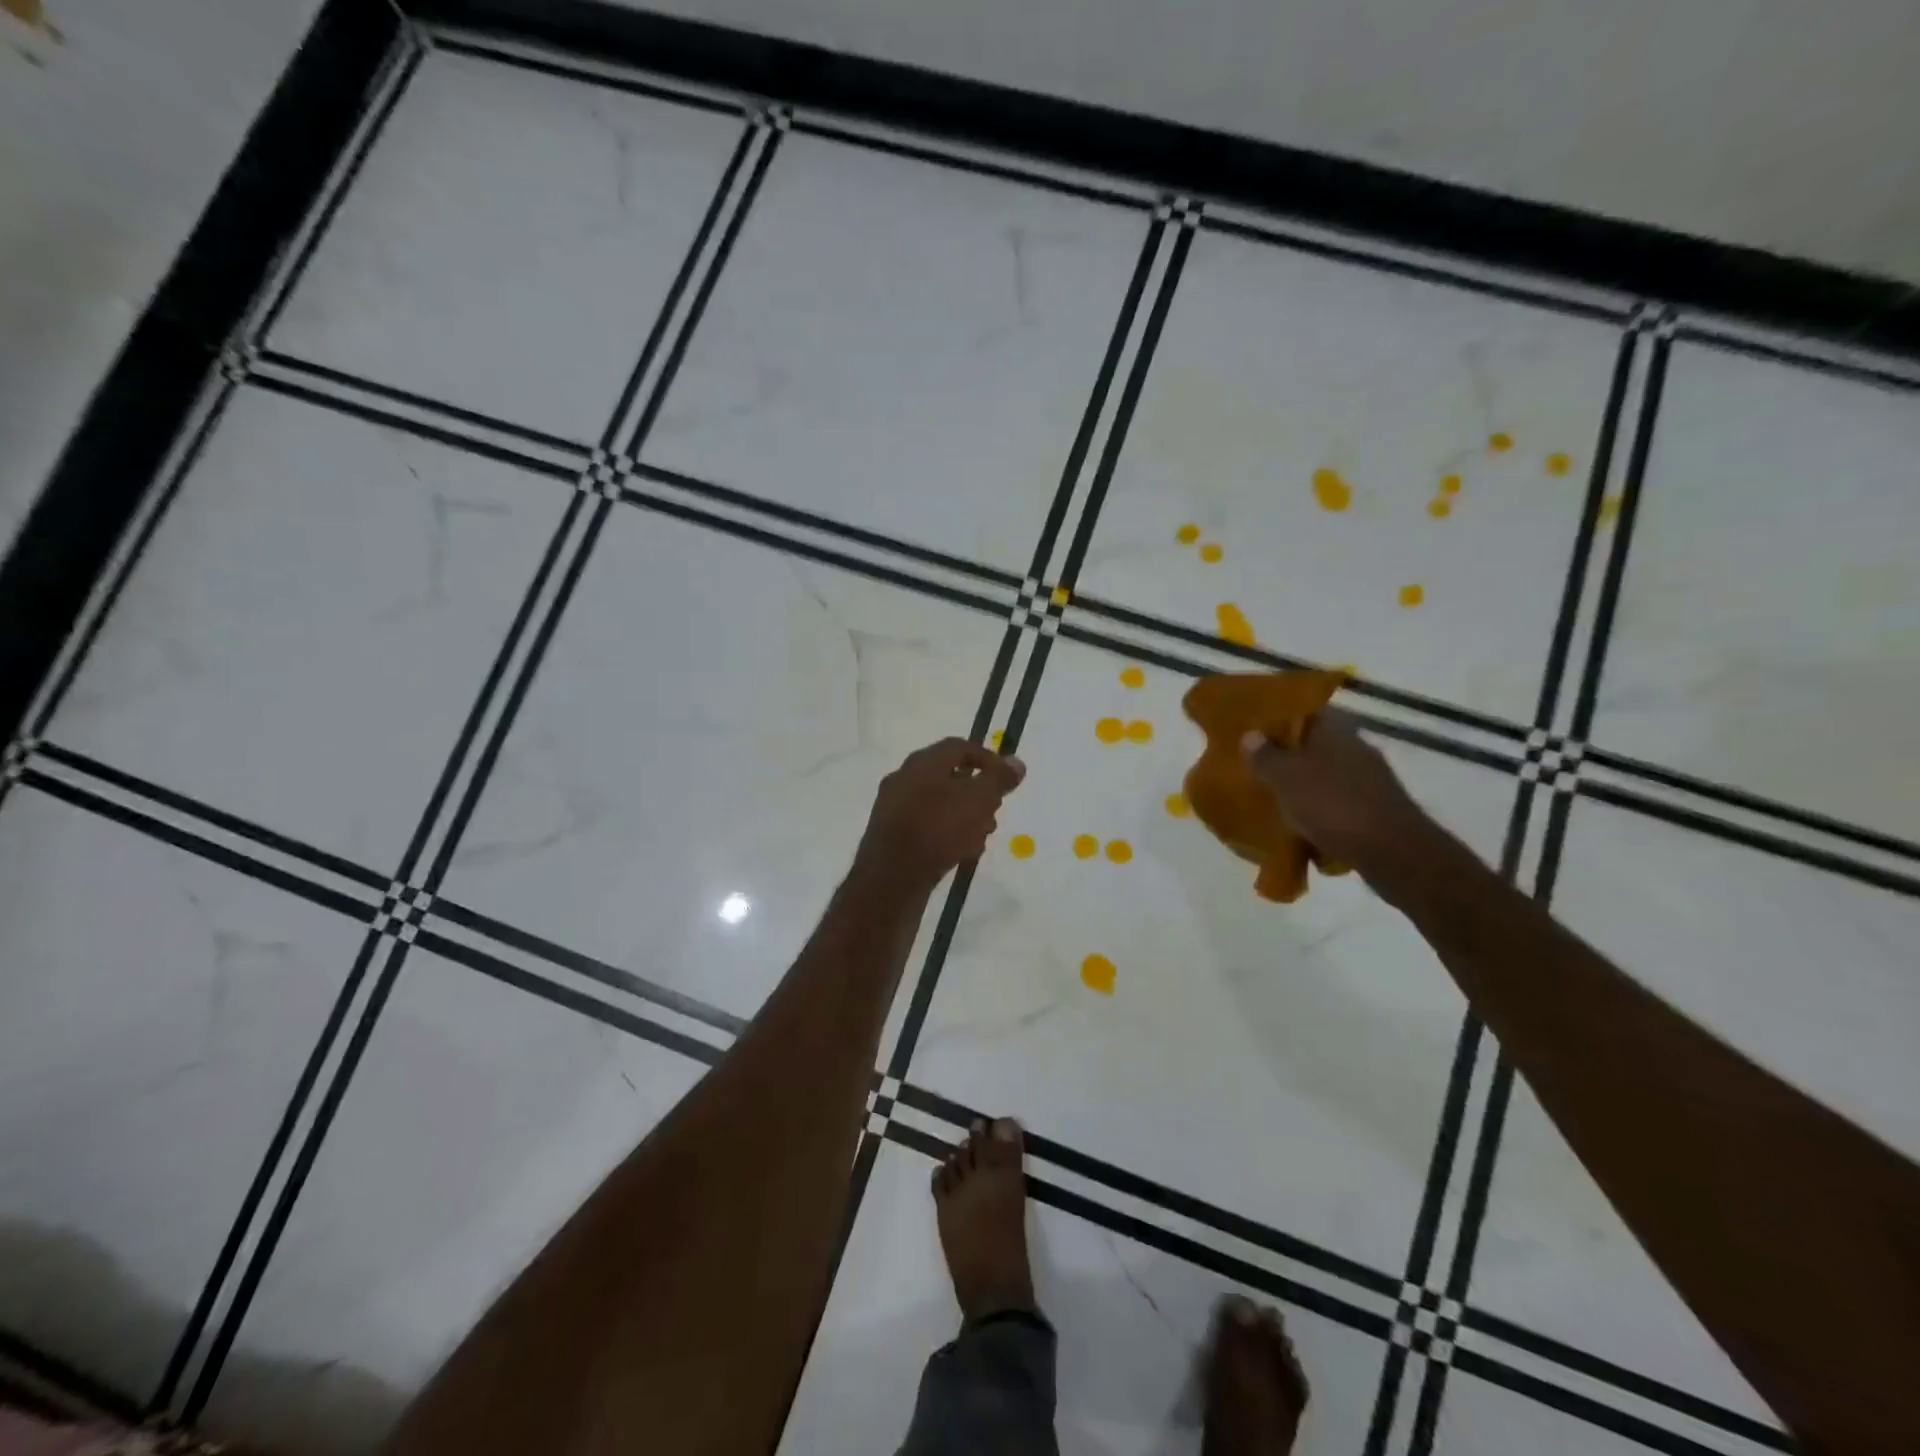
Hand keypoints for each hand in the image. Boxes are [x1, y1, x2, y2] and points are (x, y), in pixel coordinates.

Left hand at [854, 738, 1026, 893]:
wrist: (891, 879)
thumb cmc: (938, 829)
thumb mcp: (978, 800)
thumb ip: (998, 779)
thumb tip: (1016, 763)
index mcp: (922, 762)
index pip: (960, 747)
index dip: (989, 759)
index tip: (1009, 779)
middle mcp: (904, 779)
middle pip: (949, 776)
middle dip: (977, 792)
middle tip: (996, 810)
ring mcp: (894, 808)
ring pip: (939, 804)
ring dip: (964, 815)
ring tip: (982, 836)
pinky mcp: (891, 837)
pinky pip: (926, 826)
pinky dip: (946, 833)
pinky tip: (961, 852)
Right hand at [1240, 708, 1430, 873]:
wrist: (1394, 853)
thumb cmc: (1333, 805)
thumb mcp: (1286, 778)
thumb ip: (1265, 756)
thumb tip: (1250, 735)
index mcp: (1336, 730)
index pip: (1307, 711)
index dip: (1280, 719)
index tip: (1256, 732)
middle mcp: (1357, 747)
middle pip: (1316, 744)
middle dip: (1289, 755)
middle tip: (1258, 767)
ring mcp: (1370, 779)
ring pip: (1327, 774)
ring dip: (1305, 785)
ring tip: (1275, 799)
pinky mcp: (1377, 809)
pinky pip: (1339, 802)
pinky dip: (1321, 810)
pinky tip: (1303, 826)